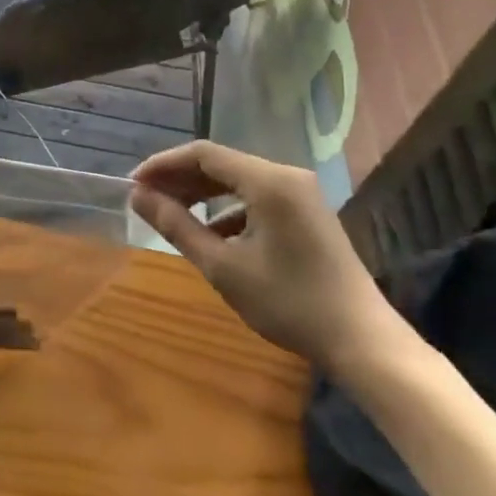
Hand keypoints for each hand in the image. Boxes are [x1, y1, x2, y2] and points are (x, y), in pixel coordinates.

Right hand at [129, 140, 404, 372]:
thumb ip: (177, 225)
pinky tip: (211, 234)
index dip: (163, 164)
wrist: (362, 341)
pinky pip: (256, 197)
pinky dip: (227, 208)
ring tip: (170, 214)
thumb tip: (138, 197)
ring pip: (238, 180)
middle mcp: (286, 175)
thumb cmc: (288, 303)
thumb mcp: (223, 267)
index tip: (133, 184)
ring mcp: (300, 193)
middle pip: (220, 163)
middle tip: (146, 199)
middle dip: (180, 179)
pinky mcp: (306, 212)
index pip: (203, 154)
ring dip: (202, 193)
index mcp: (268, 181)